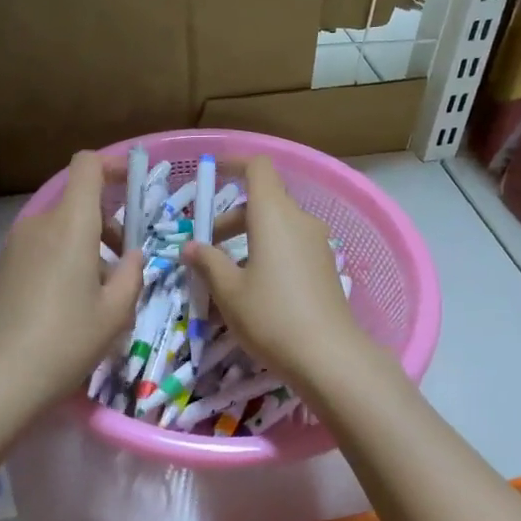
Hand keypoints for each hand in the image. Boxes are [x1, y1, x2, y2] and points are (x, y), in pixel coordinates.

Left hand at [0, 151, 141, 418]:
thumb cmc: (66, 341)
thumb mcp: (115, 312)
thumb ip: (133, 274)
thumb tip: (134, 255)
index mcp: (70, 224)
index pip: (87, 165)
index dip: (112, 165)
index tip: (133, 184)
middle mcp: (39, 224)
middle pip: (76, 200)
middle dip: (106, 220)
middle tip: (125, 261)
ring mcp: (15, 245)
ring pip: (59, 226)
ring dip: (85, 243)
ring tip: (98, 291)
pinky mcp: (2, 267)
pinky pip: (40, 246)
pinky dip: (62, 257)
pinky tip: (68, 302)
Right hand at [182, 156, 370, 390]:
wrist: (329, 357)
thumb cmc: (271, 316)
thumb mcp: (229, 291)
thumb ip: (208, 262)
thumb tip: (191, 246)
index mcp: (274, 215)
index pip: (258, 168)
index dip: (234, 163)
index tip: (211, 174)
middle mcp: (299, 220)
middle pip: (263, 201)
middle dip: (231, 219)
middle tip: (205, 249)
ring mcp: (317, 243)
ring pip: (276, 225)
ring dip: (248, 238)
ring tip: (225, 274)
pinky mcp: (325, 265)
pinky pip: (291, 245)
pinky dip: (268, 252)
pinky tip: (254, 288)